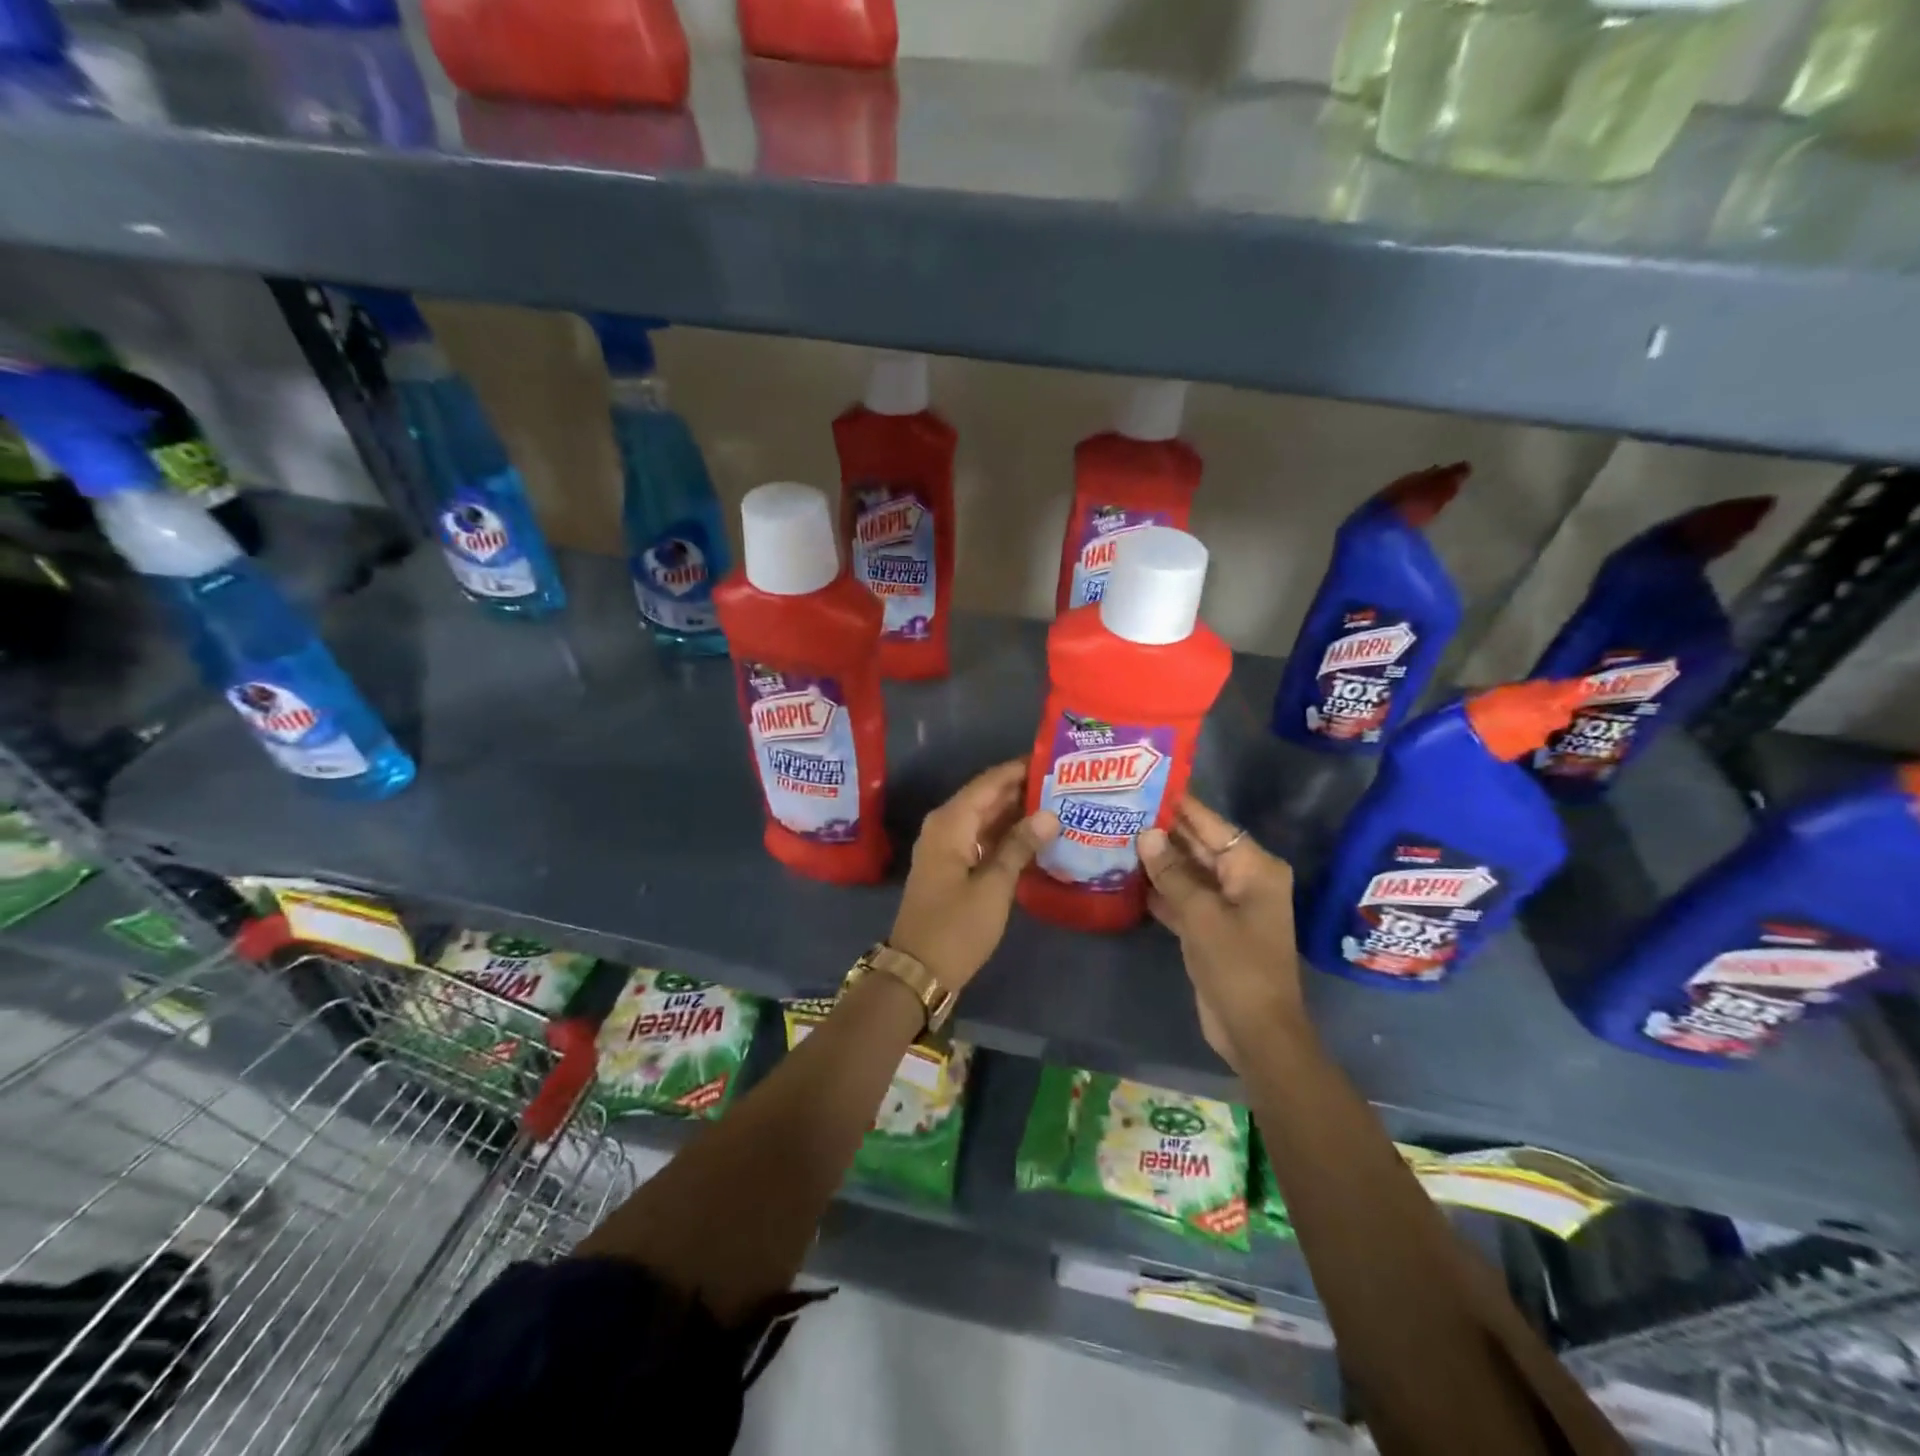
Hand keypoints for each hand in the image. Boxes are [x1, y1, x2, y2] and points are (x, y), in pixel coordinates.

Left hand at [889, 760, 1059, 994]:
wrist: (918, 971)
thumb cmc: (956, 928)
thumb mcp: (993, 886)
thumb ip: (1020, 846)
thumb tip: (1049, 814)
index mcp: (951, 822)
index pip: (990, 781)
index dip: (1021, 769)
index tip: (1055, 760)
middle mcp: (945, 826)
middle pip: (988, 797)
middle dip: (1024, 790)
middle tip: (1066, 783)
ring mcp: (947, 847)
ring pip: (986, 818)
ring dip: (1017, 813)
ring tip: (1060, 804)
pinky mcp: (952, 866)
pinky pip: (982, 838)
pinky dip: (1006, 835)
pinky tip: (1037, 837)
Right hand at [1138, 797, 1304, 1071]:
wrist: (1254, 1030)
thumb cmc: (1237, 965)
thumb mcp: (1201, 914)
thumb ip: (1172, 873)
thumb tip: (1146, 834)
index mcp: (1254, 868)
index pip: (1212, 824)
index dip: (1180, 805)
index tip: (1147, 782)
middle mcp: (1243, 879)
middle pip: (1199, 846)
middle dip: (1163, 832)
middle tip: (1122, 807)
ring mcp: (1226, 905)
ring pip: (1188, 872)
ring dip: (1157, 861)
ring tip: (1116, 834)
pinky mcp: (1210, 928)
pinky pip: (1183, 898)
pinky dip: (1160, 890)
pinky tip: (1126, 877)